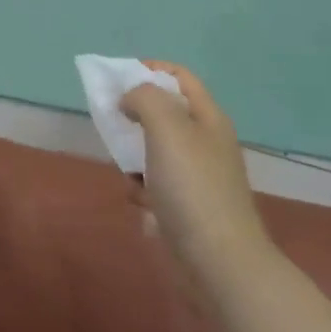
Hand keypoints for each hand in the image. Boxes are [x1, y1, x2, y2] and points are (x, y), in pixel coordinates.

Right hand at [121, 63, 273, 282]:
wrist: (217, 262)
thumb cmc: (193, 187)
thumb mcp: (167, 127)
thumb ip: (145, 98)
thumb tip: (130, 98)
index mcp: (208, 118)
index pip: (179, 77)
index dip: (149, 69)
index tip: (117, 78)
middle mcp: (204, 142)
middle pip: (164, 112)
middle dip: (135, 113)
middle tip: (112, 119)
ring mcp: (195, 176)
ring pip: (154, 149)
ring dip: (133, 153)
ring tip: (124, 164)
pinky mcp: (184, 207)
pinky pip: (153, 184)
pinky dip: (141, 187)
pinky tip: (138, 199)